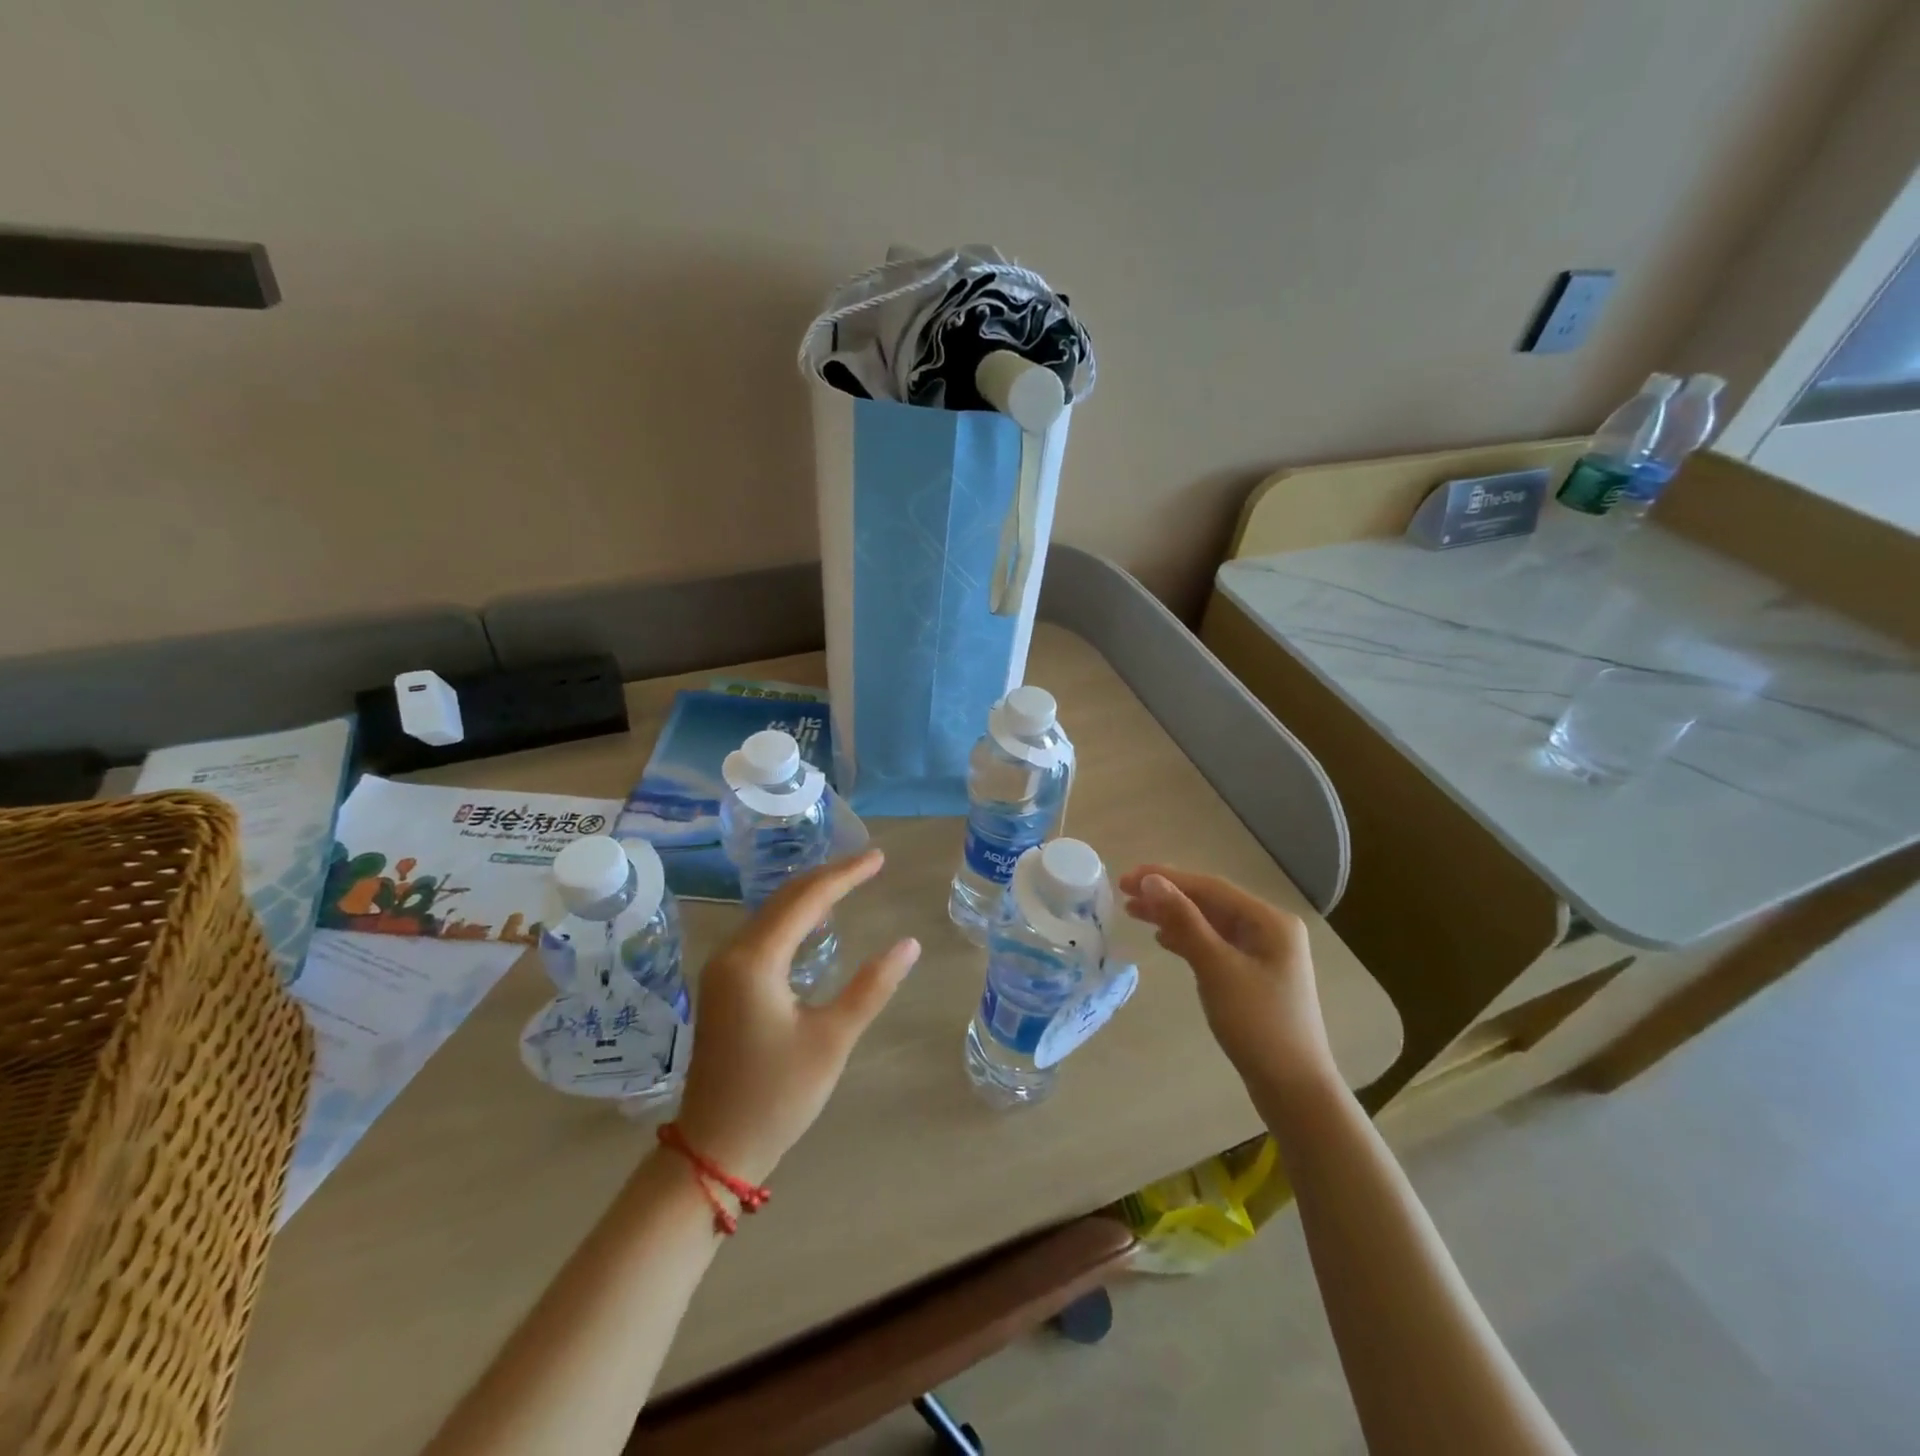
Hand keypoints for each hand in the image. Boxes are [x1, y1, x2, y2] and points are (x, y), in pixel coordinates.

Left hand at [674, 849, 918, 1186]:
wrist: (713, 1149)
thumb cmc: (777, 1096)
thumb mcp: (832, 1040)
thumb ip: (871, 987)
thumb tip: (909, 944)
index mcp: (755, 960)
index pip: (806, 899)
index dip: (845, 875)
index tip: (879, 858)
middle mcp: (732, 953)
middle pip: (784, 898)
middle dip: (829, 877)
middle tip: (870, 863)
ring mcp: (721, 969)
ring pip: (771, 913)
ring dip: (809, 895)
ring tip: (849, 882)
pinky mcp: (722, 986)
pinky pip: (762, 933)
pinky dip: (793, 918)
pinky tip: (814, 921)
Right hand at [1119, 865, 1334, 1090]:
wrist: (1293, 1089)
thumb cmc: (1257, 1023)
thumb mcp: (1216, 968)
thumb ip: (1184, 921)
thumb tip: (1151, 881)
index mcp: (1270, 920)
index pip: (1210, 887)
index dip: (1165, 878)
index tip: (1125, 878)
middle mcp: (1270, 929)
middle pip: (1209, 901)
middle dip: (1167, 895)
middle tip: (1123, 893)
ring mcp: (1263, 953)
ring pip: (1209, 923)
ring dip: (1173, 916)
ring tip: (1134, 913)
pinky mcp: (1253, 975)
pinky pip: (1214, 944)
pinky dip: (1187, 939)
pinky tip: (1164, 940)